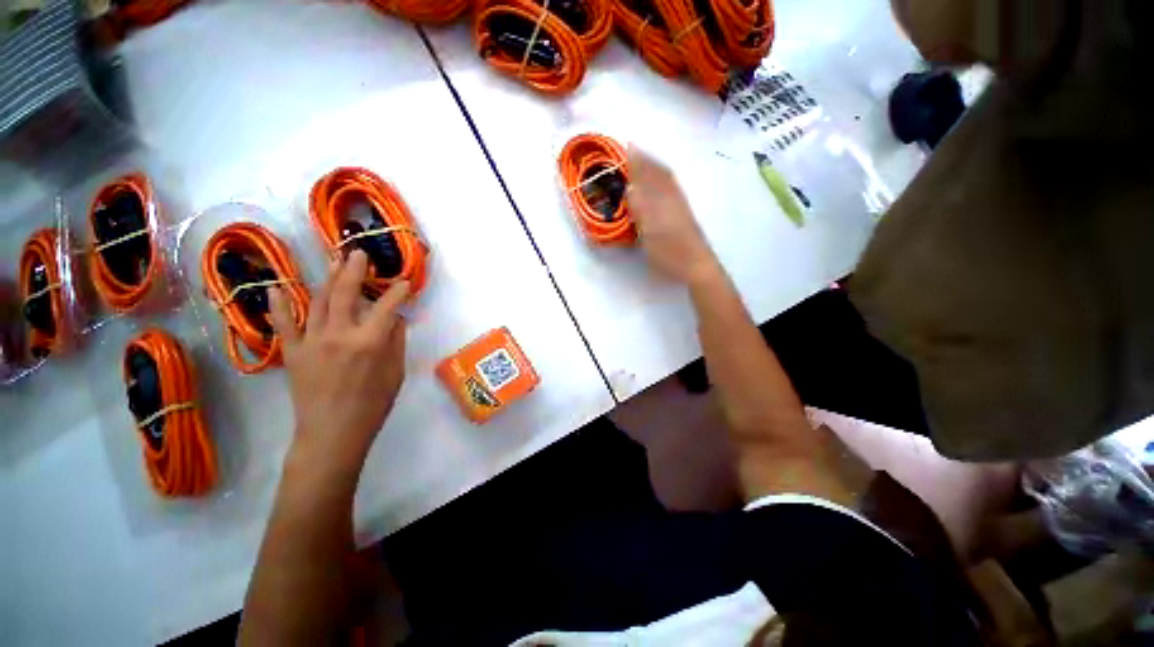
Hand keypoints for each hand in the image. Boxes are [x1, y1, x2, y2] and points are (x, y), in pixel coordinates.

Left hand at [268, 250, 408, 476]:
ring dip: (327, 279)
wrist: (332, 433)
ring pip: (317, 301)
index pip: (387, 306)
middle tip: (359, 254)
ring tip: (333, 262)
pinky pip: (284, 324)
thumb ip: (395, 342)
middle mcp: (339, 334)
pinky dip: (279, 304)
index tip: (405, 283)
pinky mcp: (292, 352)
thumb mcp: (395, 372)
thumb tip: (394, 319)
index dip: (398, 292)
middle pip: (345, 293)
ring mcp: (311, 341)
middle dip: (354, 270)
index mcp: (370, 342)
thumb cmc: (373, 404)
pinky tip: (277, 287)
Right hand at [627, 145, 718, 284]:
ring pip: (667, 181)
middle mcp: (672, 198)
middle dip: (647, 161)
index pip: (649, 174)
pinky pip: (672, 190)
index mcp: (662, 199)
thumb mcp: (649, 232)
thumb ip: (640, 209)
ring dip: (656, 169)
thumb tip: (630, 188)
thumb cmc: (670, 250)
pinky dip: (664, 182)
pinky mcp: (683, 216)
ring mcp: (679, 206)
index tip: (629, 146)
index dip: (639, 160)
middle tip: (635, 150)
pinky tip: (662, 186)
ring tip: (647, 162)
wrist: (696, 265)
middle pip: (659, 174)